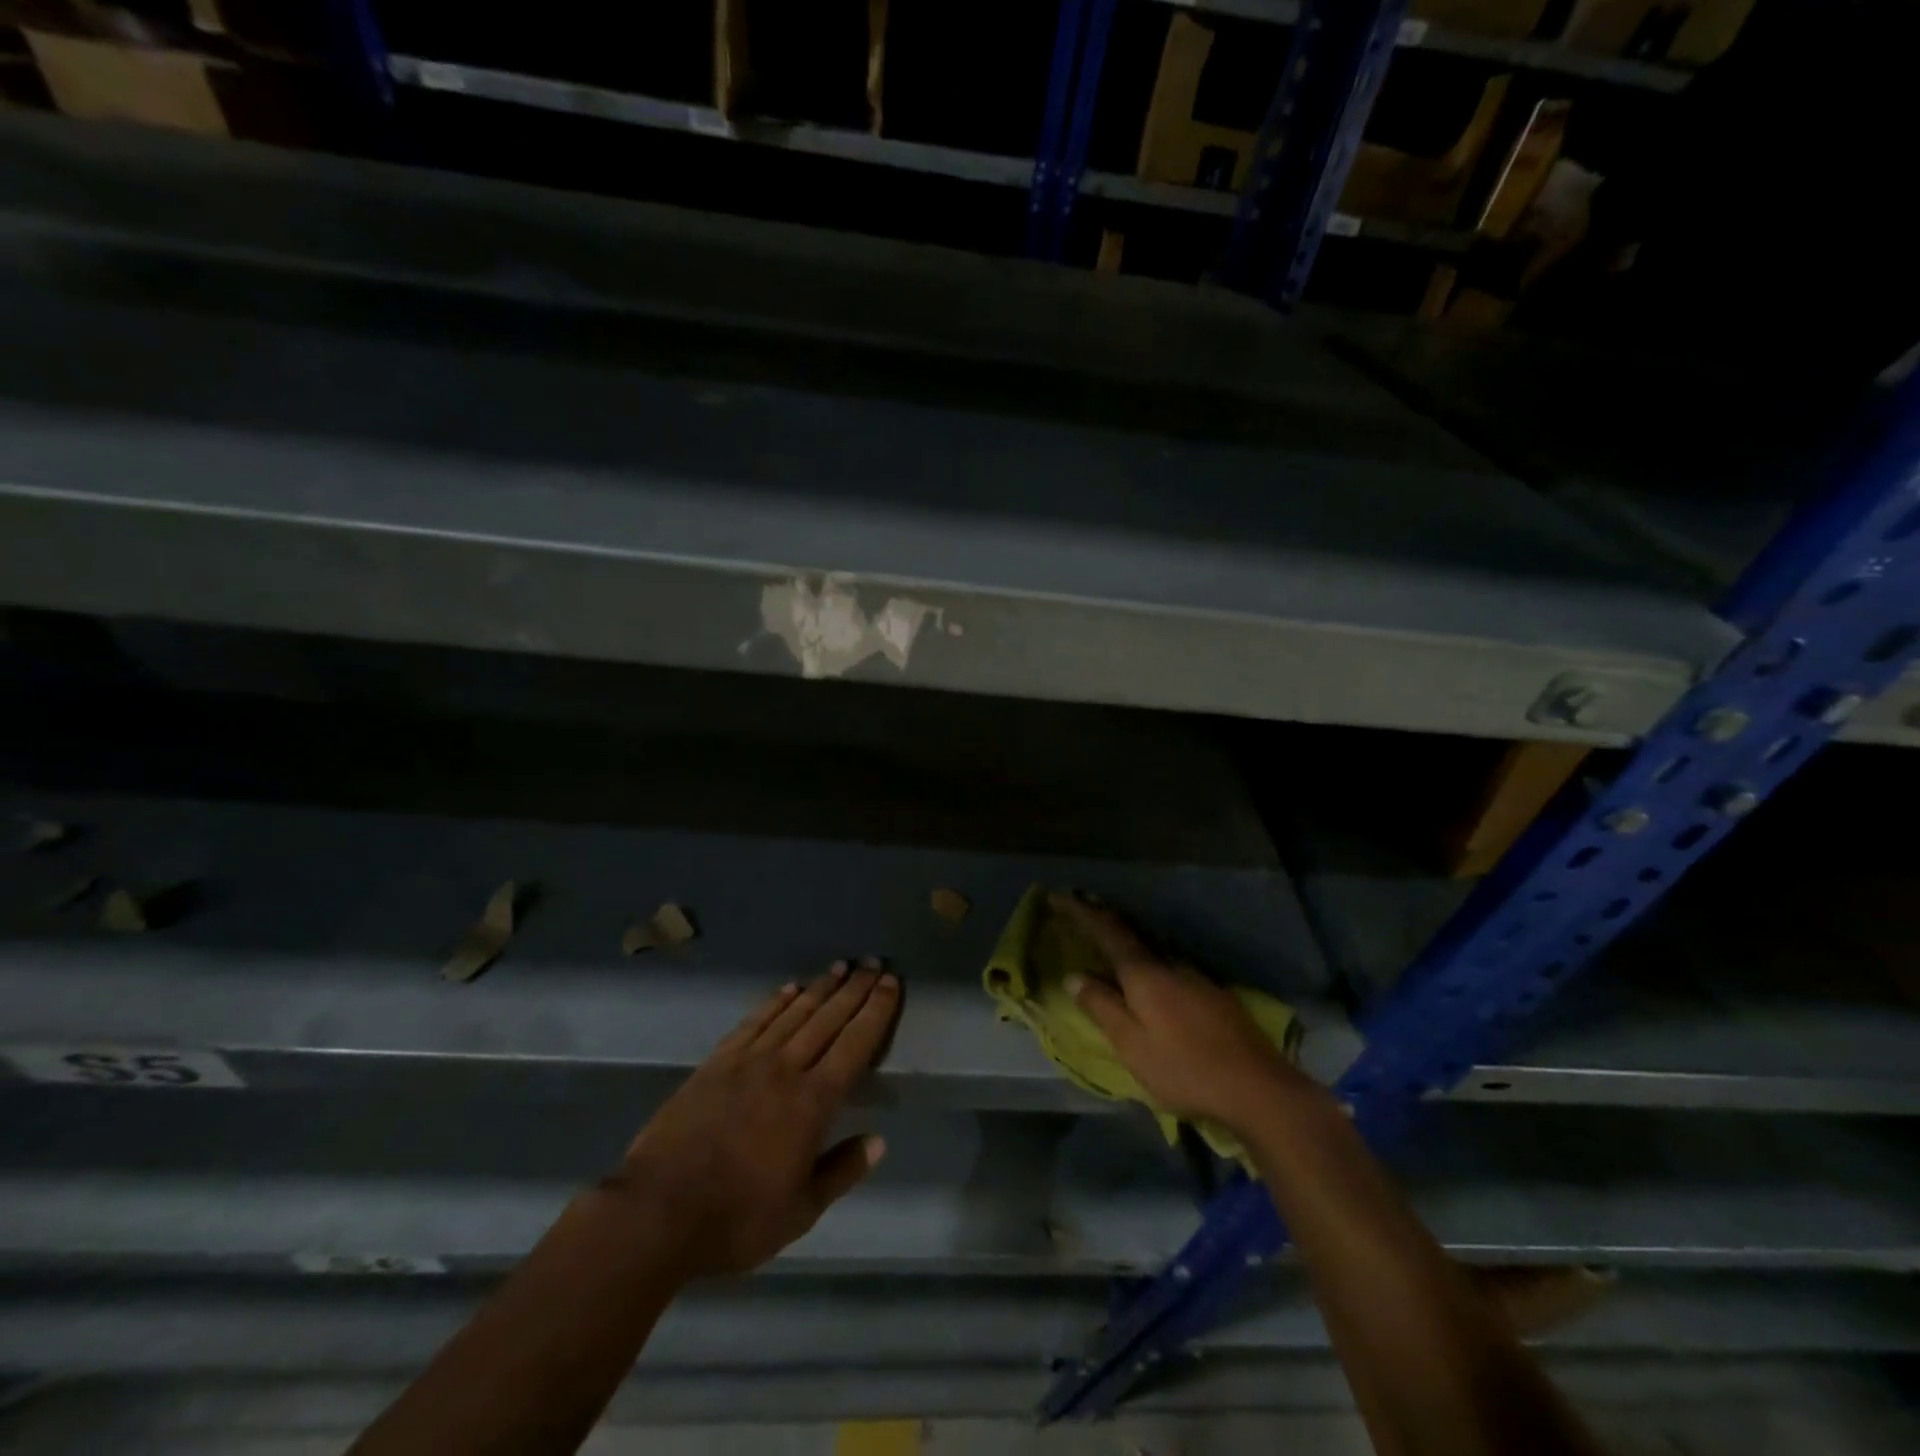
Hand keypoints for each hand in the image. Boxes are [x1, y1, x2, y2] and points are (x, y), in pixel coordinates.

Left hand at [616, 959, 899, 1277]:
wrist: (657, 1211)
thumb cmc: (736, 1219)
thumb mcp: (800, 1211)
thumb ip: (842, 1171)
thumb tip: (878, 1141)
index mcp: (813, 1102)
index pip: (855, 1044)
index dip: (876, 1011)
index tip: (891, 984)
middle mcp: (786, 1069)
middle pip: (828, 1019)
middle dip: (855, 989)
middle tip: (873, 963)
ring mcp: (748, 1061)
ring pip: (794, 1013)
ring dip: (820, 988)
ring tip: (840, 967)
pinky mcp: (717, 1062)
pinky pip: (754, 1022)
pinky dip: (775, 1002)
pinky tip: (788, 989)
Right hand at [1052, 892, 1298, 1130]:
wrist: (1258, 1087)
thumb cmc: (1185, 1068)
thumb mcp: (1132, 1044)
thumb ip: (1102, 1007)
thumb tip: (1074, 976)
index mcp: (1144, 973)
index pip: (1106, 930)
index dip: (1080, 911)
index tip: (1057, 895)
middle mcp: (1170, 964)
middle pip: (1130, 931)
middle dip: (1102, 916)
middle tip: (1079, 907)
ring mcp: (1196, 976)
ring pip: (1152, 947)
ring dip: (1126, 937)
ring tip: (1108, 938)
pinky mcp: (1213, 993)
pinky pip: (1169, 963)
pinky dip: (1148, 958)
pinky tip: (1150, 973)